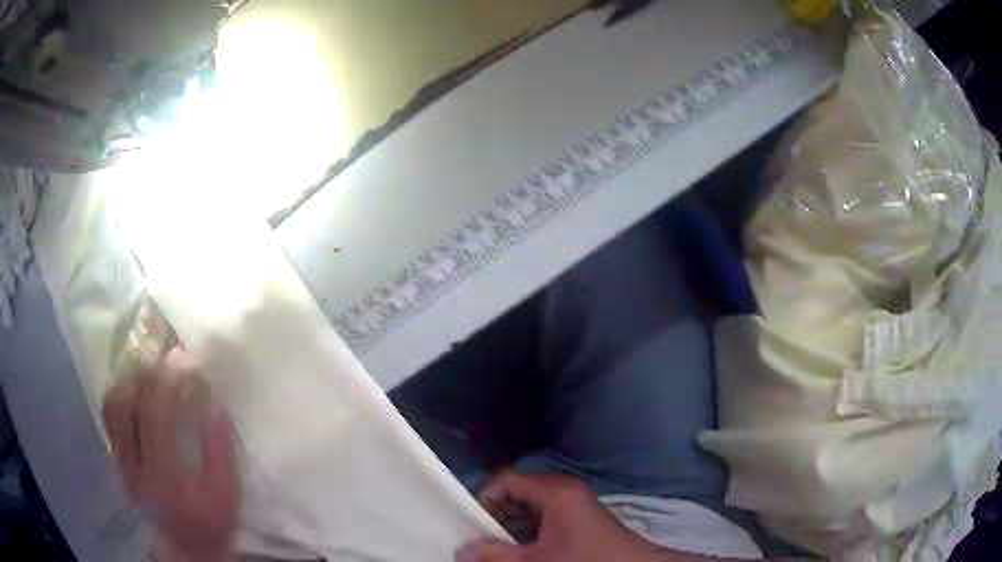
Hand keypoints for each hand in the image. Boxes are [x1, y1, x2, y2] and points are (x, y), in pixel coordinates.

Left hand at [102, 350, 238, 561]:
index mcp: (165, 477)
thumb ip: (221, 452)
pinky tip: (129, 382)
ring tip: (144, 360)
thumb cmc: (210, 523)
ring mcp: (122, 462)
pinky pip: (108, 417)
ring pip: (113, 406)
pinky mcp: (117, 461)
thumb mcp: (227, 496)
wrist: (184, 547)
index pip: (156, 416)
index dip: (167, 382)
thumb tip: (215, 405)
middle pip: (127, 404)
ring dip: (126, 377)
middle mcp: (136, 466)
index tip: (183, 360)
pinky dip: (116, 392)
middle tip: (160, 351)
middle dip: (143, 370)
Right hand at [457, 472, 665, 561]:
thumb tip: (462, 551)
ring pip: (527, 511)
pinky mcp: (578, 521)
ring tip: (502, 553)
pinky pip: (542, 522)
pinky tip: (525, 554)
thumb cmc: (586, 561)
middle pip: (515, 495)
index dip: (483, 501)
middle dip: (495, 520)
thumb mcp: (535, 561)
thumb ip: (495, 556)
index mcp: (554, 491)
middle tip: (484, 544)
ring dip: (511, 531)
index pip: (505, 480)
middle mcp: (563, 491)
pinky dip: (528, 536)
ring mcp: (572, 506)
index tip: (473, 529)